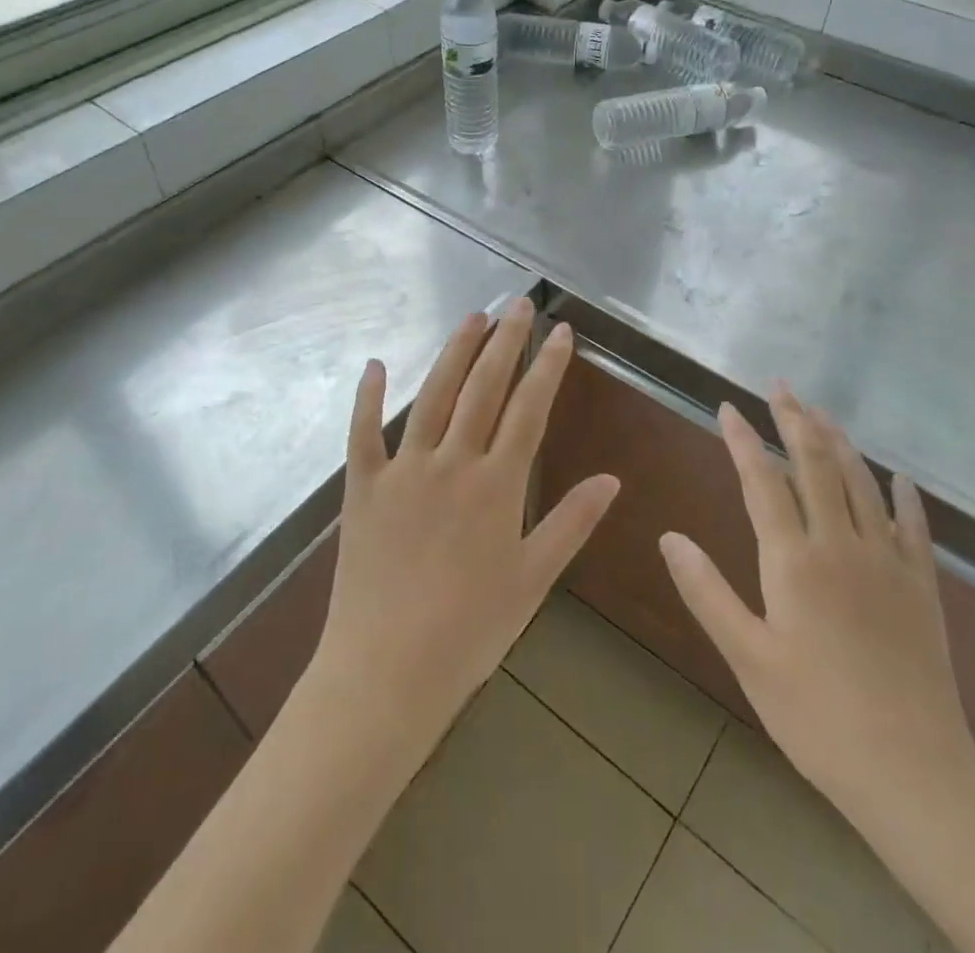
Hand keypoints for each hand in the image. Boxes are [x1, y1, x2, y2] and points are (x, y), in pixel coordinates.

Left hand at [312, 298, 619, 739]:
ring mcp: (403, 470)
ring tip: (473, 317)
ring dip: (454, 352)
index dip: (547, 366)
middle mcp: (452, 463)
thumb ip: (572, 522)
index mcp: (497, 484)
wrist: (387, 672)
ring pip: (433, 396)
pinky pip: (363, 432)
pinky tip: (375, 364)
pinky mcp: (363, 487)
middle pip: (483, 388)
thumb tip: (612, 478)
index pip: (529, 408)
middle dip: (505, 341)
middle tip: (518, 303)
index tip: (560, 331)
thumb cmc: (470, 630)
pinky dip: (368, 397)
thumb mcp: (532, 578)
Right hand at [659, 387, 974, 830]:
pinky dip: (904, 495)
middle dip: (794, 420)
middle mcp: (841, 545)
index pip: (763, 481)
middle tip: (780, 386)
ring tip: (822, 412)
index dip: (744, 440)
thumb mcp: (748, 658)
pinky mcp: (922, 587)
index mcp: (794, 560)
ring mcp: (888, 562)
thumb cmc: (816, 716)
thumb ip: (707, 592)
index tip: (728, 406)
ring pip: (861, 483)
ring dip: (840, 442)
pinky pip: (914, 526)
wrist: (913, 772)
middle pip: (815, 465)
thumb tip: (669, 537)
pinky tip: (900, 476)